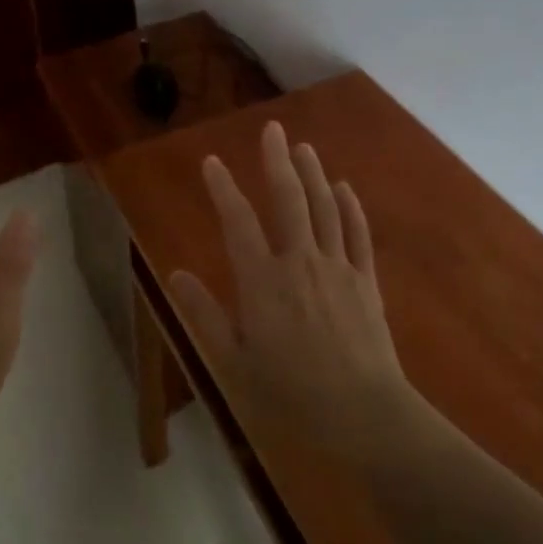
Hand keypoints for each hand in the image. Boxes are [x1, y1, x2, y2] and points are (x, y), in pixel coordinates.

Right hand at [169, 121, 421, 465]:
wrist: (365, 414)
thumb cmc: (292, 394)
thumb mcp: (234, 362)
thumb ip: (205, 315)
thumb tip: (176, 273)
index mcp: (262, 281)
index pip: (237, 222)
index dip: (222, 189)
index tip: (212, 161)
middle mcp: (300, 262)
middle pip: (288, 200)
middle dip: (277, 161)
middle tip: (273, 129)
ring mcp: (338, 268)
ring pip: (324, 208)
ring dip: (313, 174)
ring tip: (303, 147)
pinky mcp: (365, 281)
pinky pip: (357, 234)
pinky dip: (350, 207)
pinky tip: (344, 188)